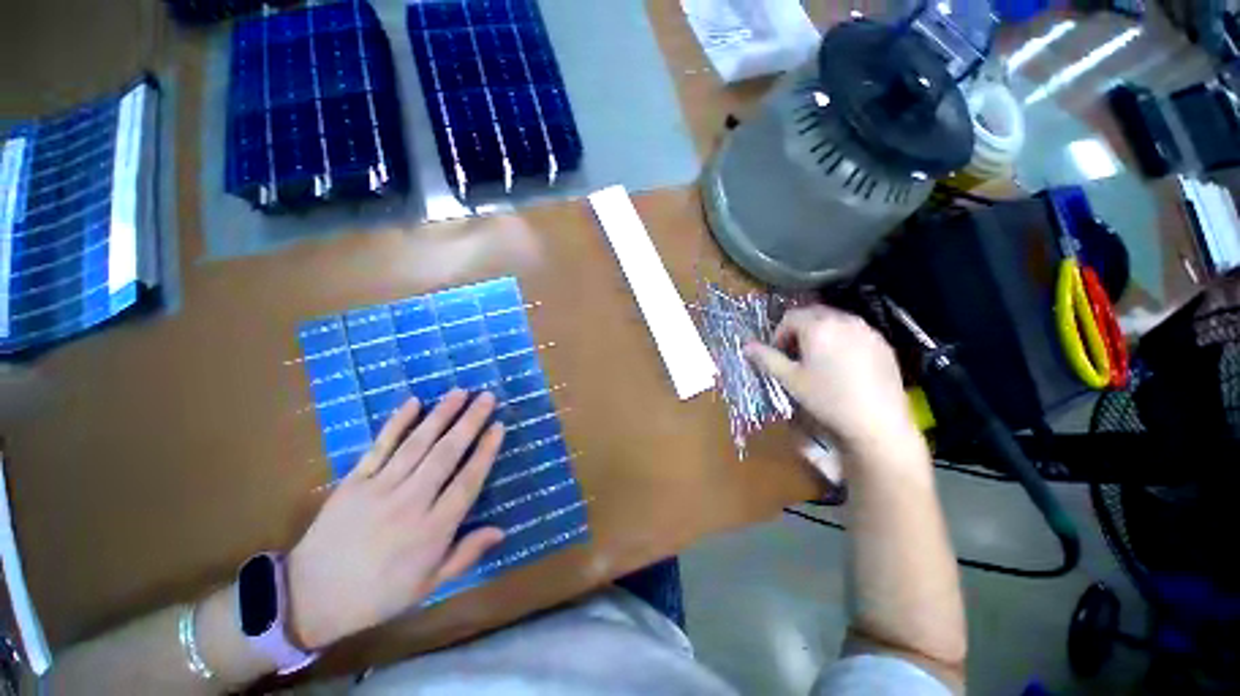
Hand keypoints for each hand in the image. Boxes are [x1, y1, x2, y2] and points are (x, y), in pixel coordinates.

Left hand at [286, 390, 505, 649]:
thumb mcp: (428, 585)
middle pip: (446, 454)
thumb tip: (502, 531)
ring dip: (441, 415)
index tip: (499, 427)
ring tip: (460, 392)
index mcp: (432, 530)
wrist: (310, 598)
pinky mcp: (354, 482)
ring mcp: (380, 489)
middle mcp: (411, 503)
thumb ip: (466, 555)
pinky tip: (413, 403)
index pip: (467, 482)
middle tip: (487, 397)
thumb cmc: (378, 594)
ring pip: (417, 444)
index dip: (485, 452)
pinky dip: (397, 423)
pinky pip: (380, 446)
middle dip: (470, 422)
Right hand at [744, 306, 920, 459]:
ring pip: (835, 321)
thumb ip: (766, 358)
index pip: (790, 317)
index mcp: (818, 326)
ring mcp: (867, 330)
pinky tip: (843, 365)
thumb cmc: (827, 398)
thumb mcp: (790, 379)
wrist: (878, 421)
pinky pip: (855, 331)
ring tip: (819, 359)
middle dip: (799, 330)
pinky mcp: (882, 343)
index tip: (779, 355)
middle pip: (813, 314)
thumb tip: (746, 346)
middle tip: (796, 355)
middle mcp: (843, 319)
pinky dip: (842, 339)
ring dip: (820, 333)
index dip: (779, 334)